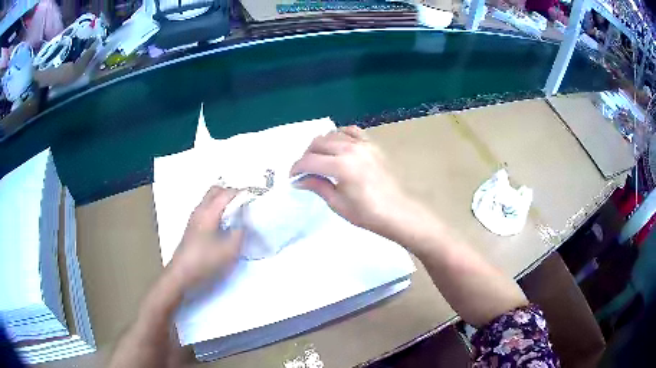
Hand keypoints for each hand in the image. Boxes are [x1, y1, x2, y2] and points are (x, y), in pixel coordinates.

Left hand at [168, 186, 243, 290]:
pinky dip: (217, 207)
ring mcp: (195, 216)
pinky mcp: (193, 225)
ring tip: (237, 212)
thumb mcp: (229, 251)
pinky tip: (225, 222)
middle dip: (231, 192)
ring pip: (210, 198)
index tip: (255, 198)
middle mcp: (200, 209)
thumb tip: (244, 223)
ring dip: (223, 200)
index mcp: (209, 212)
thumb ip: (239, 234)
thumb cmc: (205, 261)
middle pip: (216, 190)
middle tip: (244, 203)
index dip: (242, 193)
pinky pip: (207, 207)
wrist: (182, 273)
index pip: (227, 193)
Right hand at [290, 126, 414, 236]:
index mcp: (342, 166)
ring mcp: (363, 144)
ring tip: (319, 159)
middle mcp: (351, 149)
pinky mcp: (372, 145)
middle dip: (306, 156)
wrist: (396, 211)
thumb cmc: (366, 213)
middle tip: (304, 170)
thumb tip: (298, 180)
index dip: (297, 168)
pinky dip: (340, 135)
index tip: (292, 177)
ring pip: (332, 134)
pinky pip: (351, 131)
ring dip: (320, 145)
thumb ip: (317, 186)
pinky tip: (337, 145)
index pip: (309, 161)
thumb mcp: (337, 203)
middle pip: (318, 143)